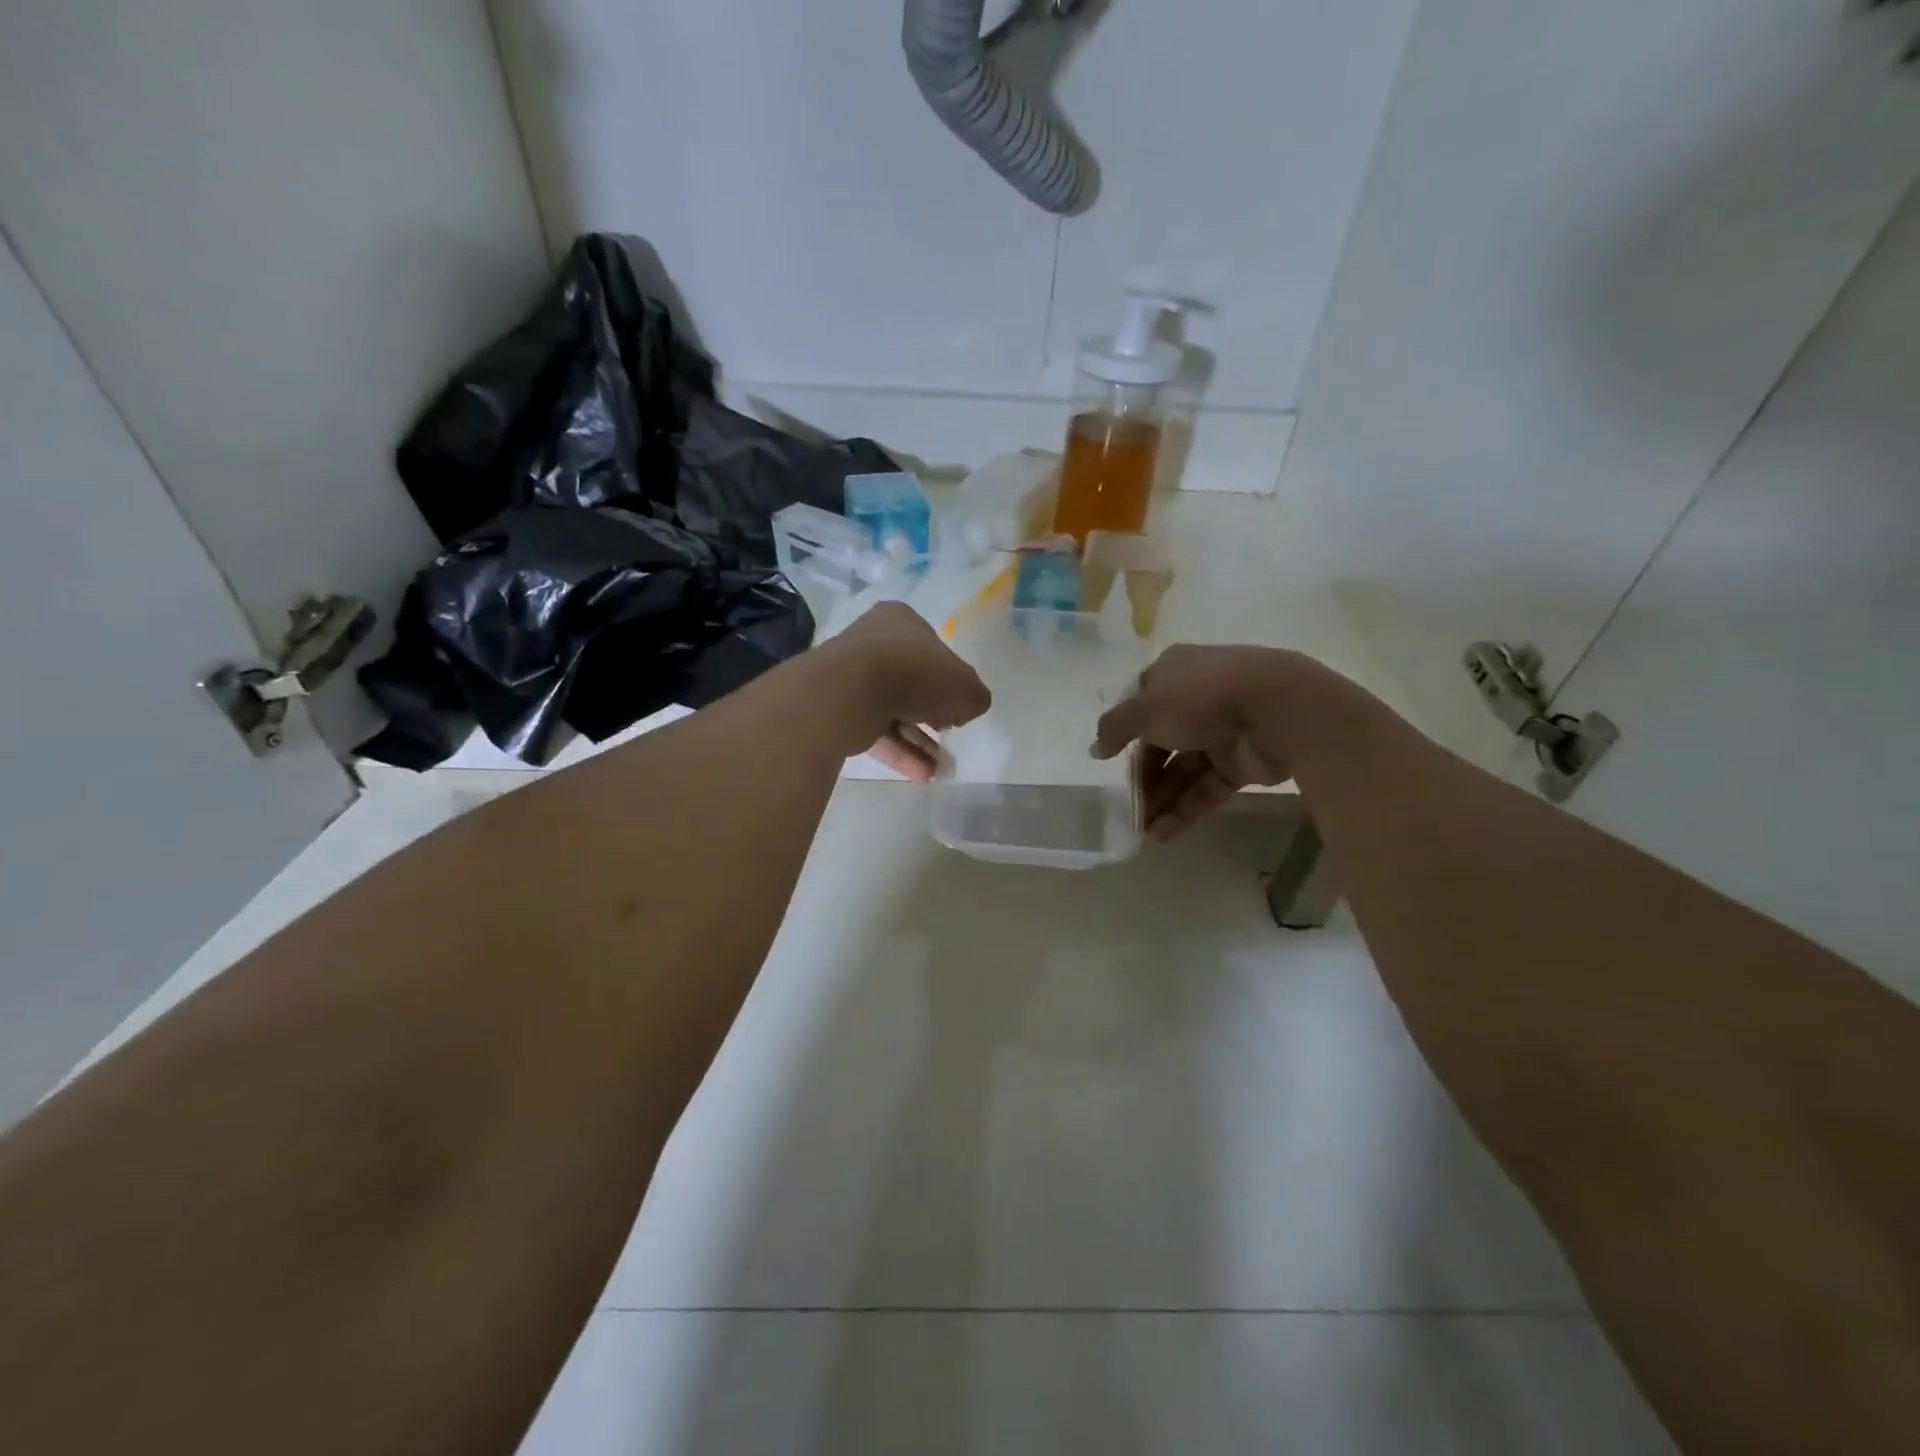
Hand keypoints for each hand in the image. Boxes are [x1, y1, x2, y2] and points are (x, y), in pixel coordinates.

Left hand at [828, 602, 991, 780]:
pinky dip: (899, 752)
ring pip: (894, 711)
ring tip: (941, 770)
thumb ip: (974, 697)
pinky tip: (922, 775)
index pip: (933, 651)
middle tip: (950, 736)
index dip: (951, 680)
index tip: (959, 706)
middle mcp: (874, 643)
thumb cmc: (915, 673)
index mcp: (902, 622)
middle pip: (913, 682)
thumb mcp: (965, 685)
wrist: (850, 692)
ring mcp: (853, 677)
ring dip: (919, 742)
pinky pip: (876, 731)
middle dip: (934, 716)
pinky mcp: (840, 710)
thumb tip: (966, 710)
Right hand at [1093, 644, 1297, 838]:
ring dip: (1161, 798)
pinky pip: (1207, 787)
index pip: (1141, 703)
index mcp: (1174, 673)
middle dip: (1143, 776)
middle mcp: (1197, 698)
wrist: (1278, 709)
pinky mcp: (1243, 762)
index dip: (1124, 731)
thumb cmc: (1200, 697)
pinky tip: (1162, 834)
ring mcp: (1222, 730)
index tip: (1109, 760)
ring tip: (1140, 830)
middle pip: (1161, 742)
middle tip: (1127, 807)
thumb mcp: (1144, 708)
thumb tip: (1096, 749)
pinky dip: (1185, 809)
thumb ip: (1114, 729)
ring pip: (1183, 768)